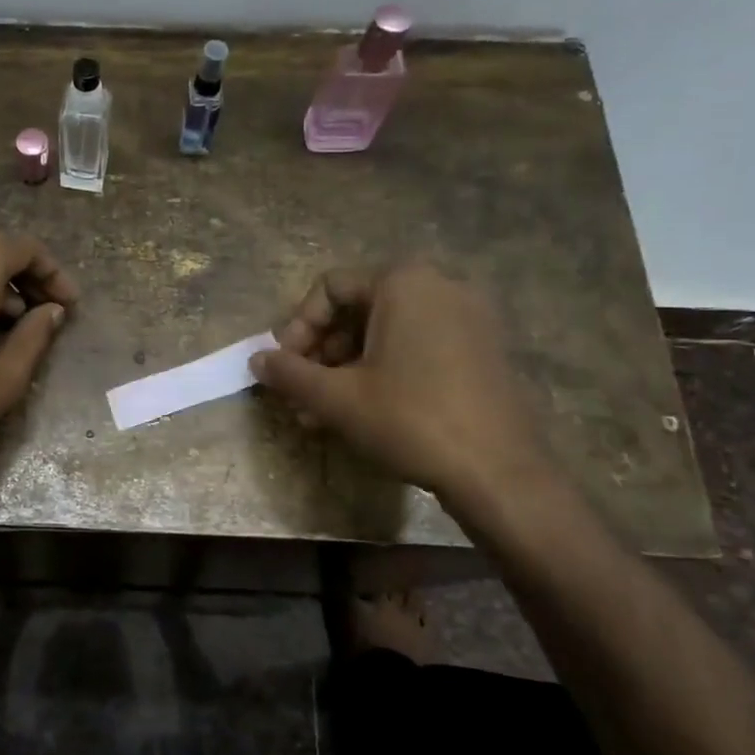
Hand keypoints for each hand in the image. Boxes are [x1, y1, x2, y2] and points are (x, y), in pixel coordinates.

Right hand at [249, 262, 545, 503]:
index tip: (284, 366)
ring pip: (386, 332)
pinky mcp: (483, 350)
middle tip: (301, 393)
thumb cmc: (409, 419)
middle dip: (321, 353)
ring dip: (346, 368)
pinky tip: (364, 411)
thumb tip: (255, 360)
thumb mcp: (336, 397)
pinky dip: (384, 370)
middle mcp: (440, 286)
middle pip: (359, 309)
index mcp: (404, 283)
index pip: (330, 288)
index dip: (297, 327)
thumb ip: (289, 372)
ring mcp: (468, 318)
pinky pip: (418, 346)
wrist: (499, 472)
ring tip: (323, 412)